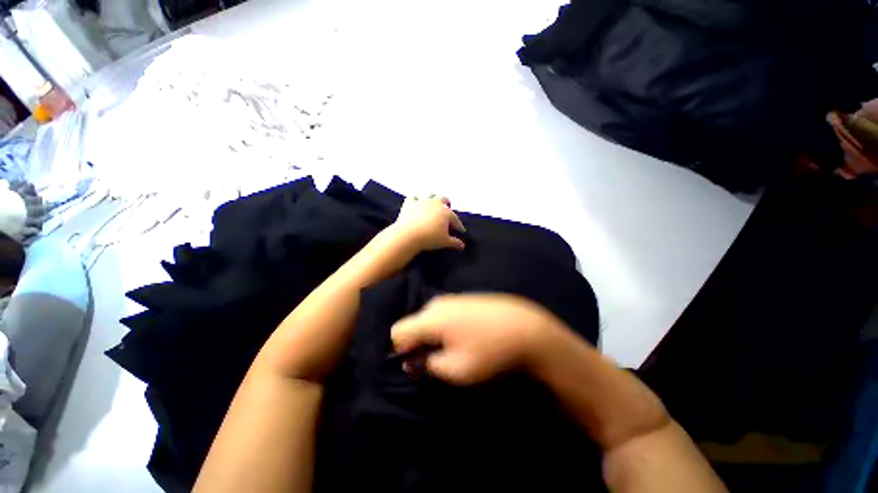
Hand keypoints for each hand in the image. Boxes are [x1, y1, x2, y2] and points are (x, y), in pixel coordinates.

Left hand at [388, 195, 465, 252]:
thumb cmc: (430, 238)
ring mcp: (422, 201)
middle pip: (444, 199)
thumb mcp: (444, 242)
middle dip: (447, 205)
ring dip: (432, 199)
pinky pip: (413, 198)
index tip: (460, 231)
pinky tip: (416, 205)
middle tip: (446, 213)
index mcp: (446, 212)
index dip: (458, 226)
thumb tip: (462, 245)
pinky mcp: (409, 202)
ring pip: (430, 195)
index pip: (455, 219)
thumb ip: (454, 243)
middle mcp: (436, 203)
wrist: (408, 235)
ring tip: (431, 207)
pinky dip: (415, 201)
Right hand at [390, 294, 563, 384]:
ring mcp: (453, 298)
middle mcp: (438, 303)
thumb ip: (427, 365)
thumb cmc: (489, 350)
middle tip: (437, 358)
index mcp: (430, 318)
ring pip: (431, 318)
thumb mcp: (456, 368)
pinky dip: (447, 325)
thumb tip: (410, 362)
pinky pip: (445, 313)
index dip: (400, 349)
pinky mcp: (465, 298)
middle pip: (415, 323)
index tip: (417, 362)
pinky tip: (467, 335)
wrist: (525, 326)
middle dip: (419, 342)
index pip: (397, 331)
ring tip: (455, 347)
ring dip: (434, 334)